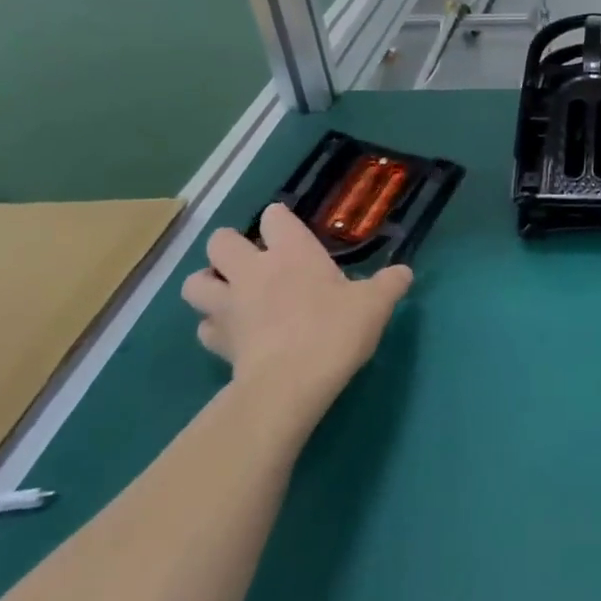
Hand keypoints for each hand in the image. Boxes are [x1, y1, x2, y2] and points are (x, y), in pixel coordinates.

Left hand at [181, 204, 411, 413]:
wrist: (290, 384)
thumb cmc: (335, 330)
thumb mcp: (376, 304)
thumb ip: (390, 283)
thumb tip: (404, 272)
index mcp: (292, 251)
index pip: (274, 216)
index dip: (280, 220)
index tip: (290, 232)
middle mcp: (253, 270)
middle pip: (220, 240)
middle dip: (230, 247)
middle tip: (253, 262)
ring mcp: (228, 306)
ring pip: (196, 282)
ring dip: (209, 284)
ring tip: (230, 294)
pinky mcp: (216, 342)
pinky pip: (204, 327)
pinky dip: (215, 327)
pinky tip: (234, 334)